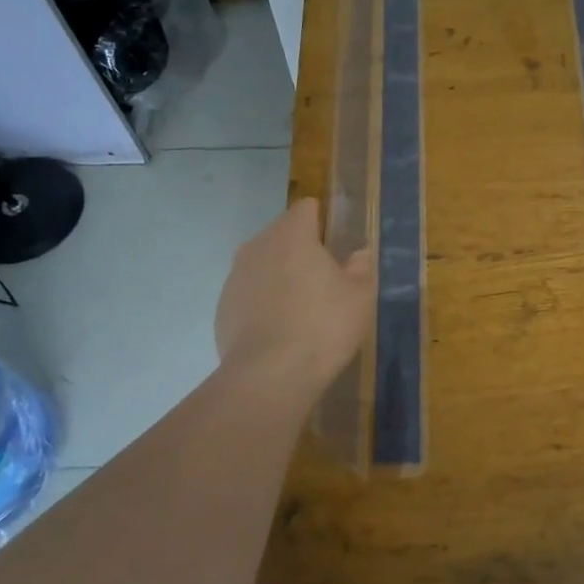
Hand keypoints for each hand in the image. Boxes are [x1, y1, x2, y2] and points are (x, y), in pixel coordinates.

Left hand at [215, 198, 374, 385]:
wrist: (269, 376)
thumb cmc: (323, 326)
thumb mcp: (359, 297)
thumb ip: (360, 268)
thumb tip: (359, 253)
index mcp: (292, 235)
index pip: (306, 208)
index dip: (323, 219)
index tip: (337, 241)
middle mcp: (258, 246)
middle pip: (282, 233)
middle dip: (301, 247)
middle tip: (325, 276)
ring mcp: (235, 276)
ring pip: (263, 262)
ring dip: (280, 274)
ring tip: (302, 304)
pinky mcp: (223, 307)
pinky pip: (249, 291)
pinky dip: (263, 300)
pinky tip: (280, 327)